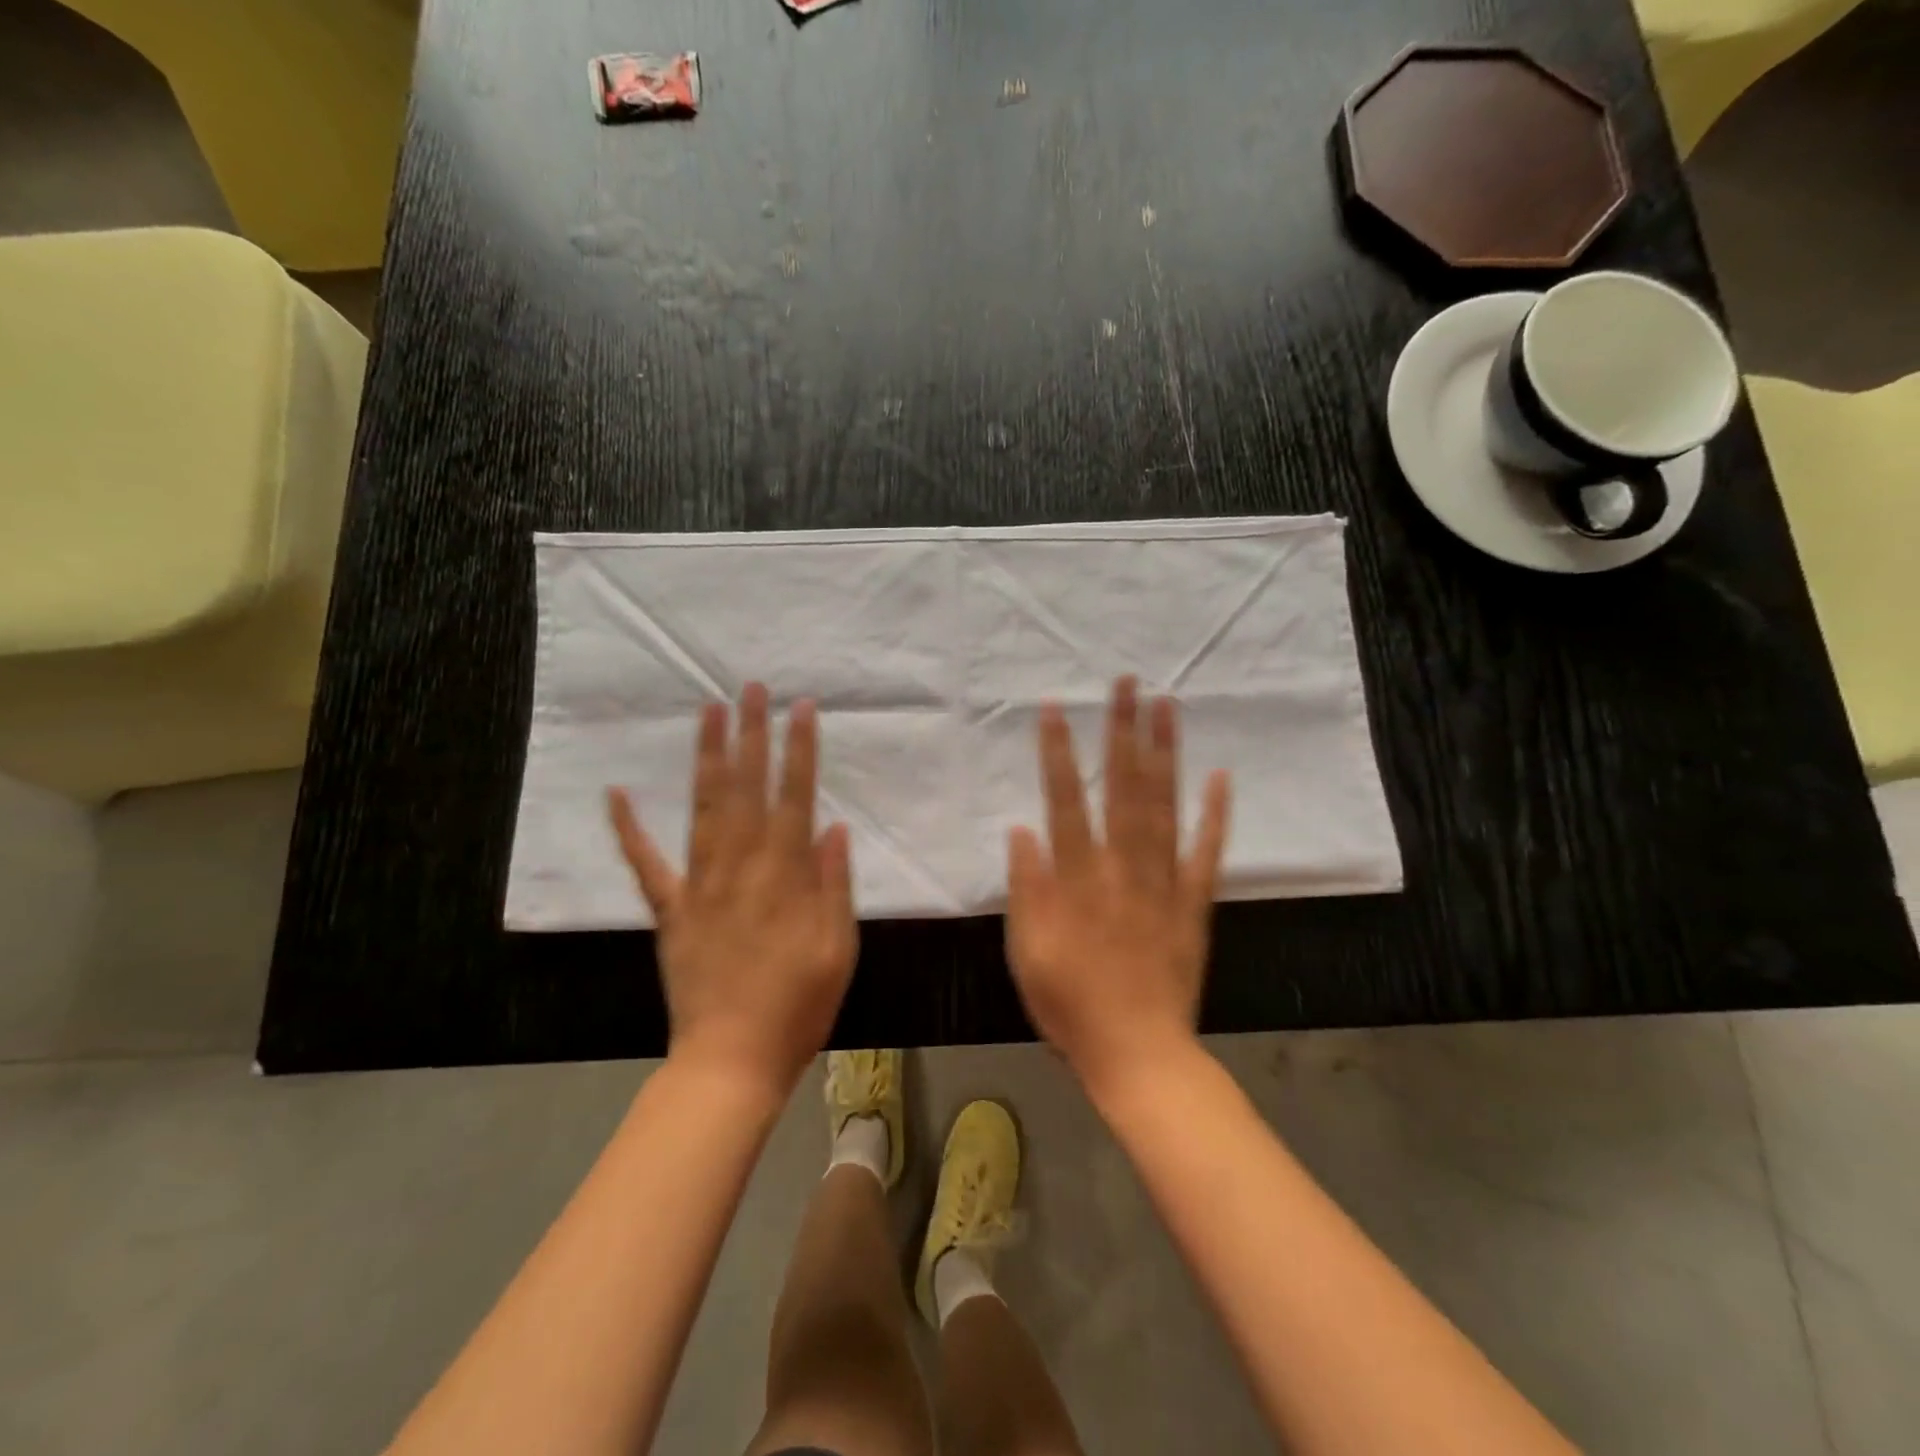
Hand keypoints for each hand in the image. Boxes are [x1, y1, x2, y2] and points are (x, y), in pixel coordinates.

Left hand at [608, 683, 855, 1097]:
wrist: (730, 1060)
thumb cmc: (798, 1006)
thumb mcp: (837, 949)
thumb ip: (834, 886)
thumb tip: (834, 829)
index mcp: (785, 877)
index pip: (795, 798)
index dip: (800, 751)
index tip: (803, 709)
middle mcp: (740, 868)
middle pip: (747, 790)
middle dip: (751, 735)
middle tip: (750, 688)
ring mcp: (699, 886)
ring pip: (704, 810)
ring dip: (707, 758)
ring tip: (710, 712)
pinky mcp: (670, 910)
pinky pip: (646, 865)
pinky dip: (629, 830)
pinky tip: (616, 794)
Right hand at [1005, 676, 1229, 1099]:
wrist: (1139, 1055)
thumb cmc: (1070, 1007)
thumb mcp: (1027, 954)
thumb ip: (1026, 890)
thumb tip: (1022, 830)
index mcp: (1078, 880)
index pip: (1066, 803)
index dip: (1058, 754)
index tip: (1056, 709)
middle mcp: (1123, 869)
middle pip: (1123, 789)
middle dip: (1122, 732)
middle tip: (1127, 684)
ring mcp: (1165, 883)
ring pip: (1165, 807)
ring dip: (1165, 755)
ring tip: (1167, 707)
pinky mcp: (1195, 904)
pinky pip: (1207, 853)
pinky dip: (1215, 815)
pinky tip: (1220, 777)